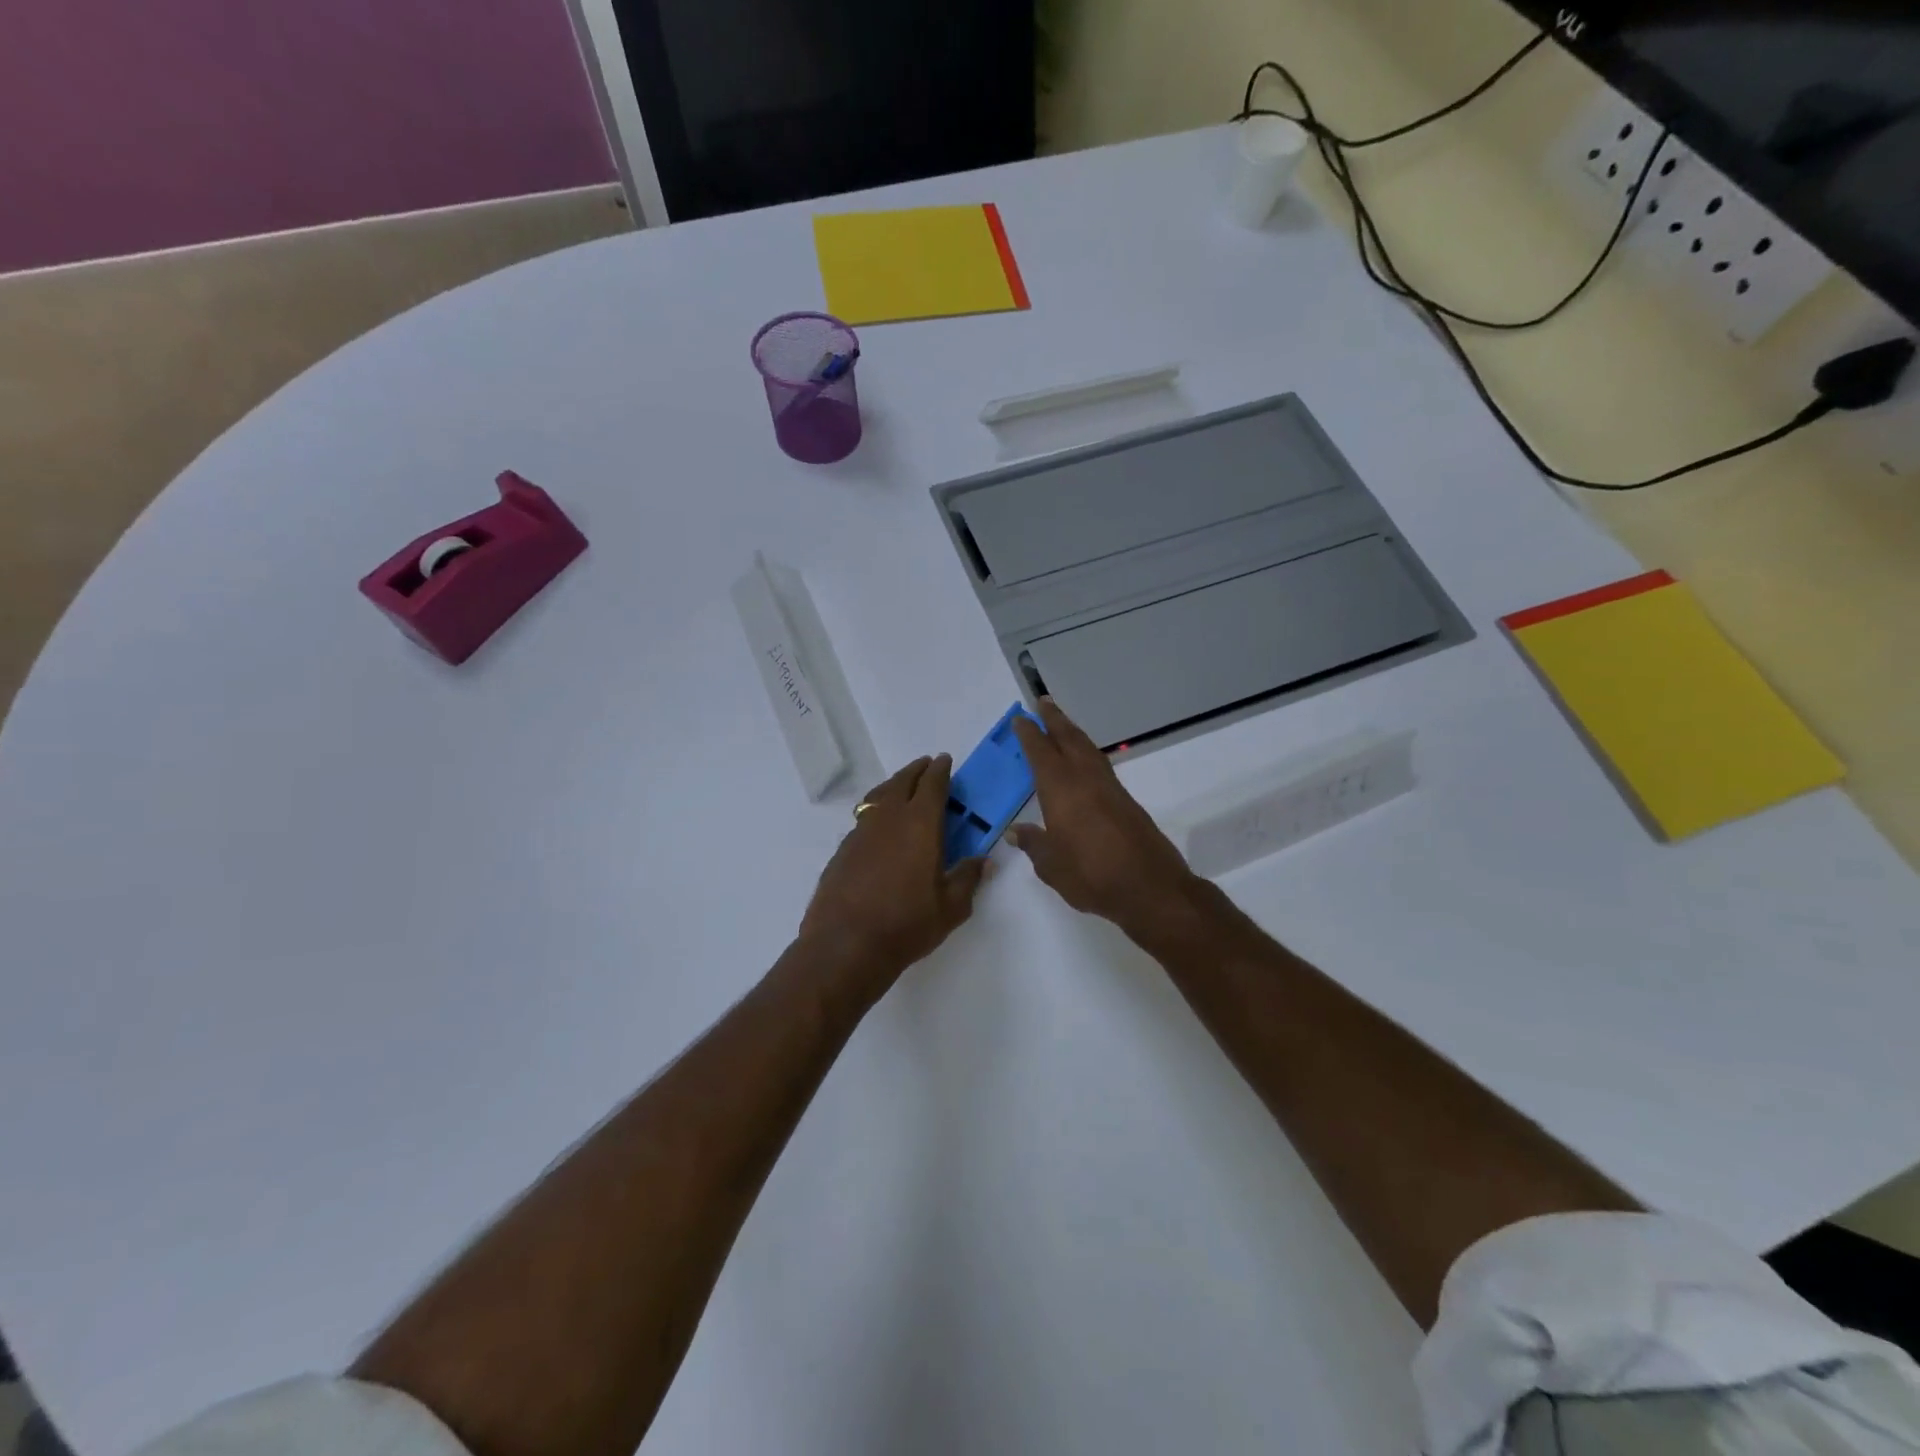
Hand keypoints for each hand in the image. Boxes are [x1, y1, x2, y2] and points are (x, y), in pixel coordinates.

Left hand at [799, 755, 987, 994]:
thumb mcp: (951, 907)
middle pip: (902, 782)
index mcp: (920, 824)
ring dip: (893, 785)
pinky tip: (880, 826)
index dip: (940, 770)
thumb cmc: (907, 924)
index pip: (932, 785)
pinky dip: (876, 811)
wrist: (846, 944)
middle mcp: (889, 819)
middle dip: (916, 771)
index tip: (945, 760)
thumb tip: (983, 860)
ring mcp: (861, 832)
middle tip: (926, 765)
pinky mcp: (843, 850)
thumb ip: (968, 878)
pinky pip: (864, 818)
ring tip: (902, 786)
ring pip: (878, 796)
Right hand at [1009, 700, 1201, 936]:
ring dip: (1073, 732)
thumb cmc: (1093, 876)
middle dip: (1055, 720)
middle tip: (1043, 701)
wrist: (1151, 888)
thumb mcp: (1052, 867)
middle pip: (1069, 739)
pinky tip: (1084, 760)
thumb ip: (1034, 845)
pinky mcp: (1126, 801)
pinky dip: (1087, 752)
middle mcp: (1086, 780)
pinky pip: (1100, 765)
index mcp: (1062, 790)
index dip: (1029, 734)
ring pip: (1088, 749)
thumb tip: (1017, 831)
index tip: (1020, 718)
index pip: (1041, 753)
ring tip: (1061, 723)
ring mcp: (1110, 788)